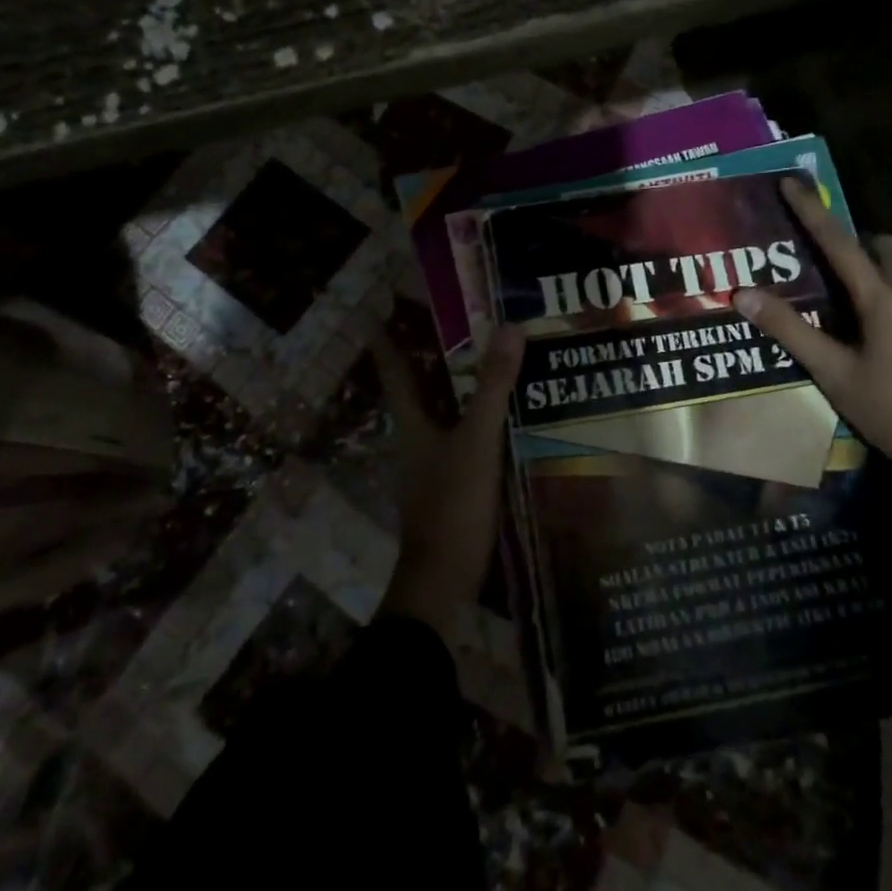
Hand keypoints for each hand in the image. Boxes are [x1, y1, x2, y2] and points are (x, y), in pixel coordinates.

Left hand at [371, 324, 525, 643]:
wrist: (442, 583)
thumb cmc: (452, 506)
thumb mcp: (478, 442)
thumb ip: (494, 387)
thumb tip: (510, 327)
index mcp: (410, 422)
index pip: (394, 368)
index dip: (387, 337)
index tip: (380, 307)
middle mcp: (413, 438)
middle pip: (417, 386)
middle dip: (428, 354)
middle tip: (456, 323)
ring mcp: (429, 465)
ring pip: (439, 412)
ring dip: (455, 386)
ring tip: (485, 361)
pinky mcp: (447, 486)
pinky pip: (458, 437)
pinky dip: (473, 418)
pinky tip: (501, 418)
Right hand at [734, 179, 891, 516]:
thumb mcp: (834, 374)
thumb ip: (791, 332)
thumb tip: (744, 295)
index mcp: (884, 301)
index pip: (841, 244)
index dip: (813, 212)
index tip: (792, 182)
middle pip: (882, 247)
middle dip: (851, 238)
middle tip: (816, 250)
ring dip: (868, 265)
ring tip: (835, 289)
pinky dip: (883, 290)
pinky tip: (866, 324)